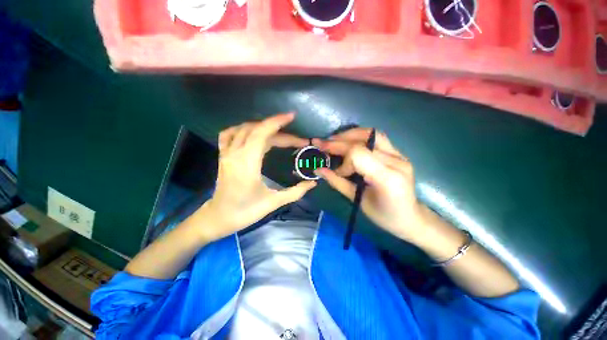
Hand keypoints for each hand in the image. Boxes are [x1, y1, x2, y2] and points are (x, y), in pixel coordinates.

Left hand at [198, 113, 316, 241]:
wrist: (218, 218)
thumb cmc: (245, 211)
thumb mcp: (273, 202)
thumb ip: (295, 191)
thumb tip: (313, 183)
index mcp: (247, 163)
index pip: (262, 134)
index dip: (277, 122)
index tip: (292, 117)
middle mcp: (235, 153)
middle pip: (258, 131)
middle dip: (280, 131)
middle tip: (297, 141)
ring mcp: (226, 153)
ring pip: (244, 129)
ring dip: (264, 127)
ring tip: (281, 134)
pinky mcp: (223, 155)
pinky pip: (229, 134)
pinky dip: (242, 128)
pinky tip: (252, 131)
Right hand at [313, 128, 423, 241]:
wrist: (411, 218)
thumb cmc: (384, 216)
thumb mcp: (358, 201)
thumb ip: (338, 183)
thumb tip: (318, 170)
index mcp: (387, 178)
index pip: (359, 155)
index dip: (343, 162)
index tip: (337, 172)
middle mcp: (396, 161)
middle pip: (362, 142)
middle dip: (338, 142)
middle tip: (321, 144)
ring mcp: (400, 155)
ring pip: (371, 133)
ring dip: (349, 135)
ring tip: (333, 140)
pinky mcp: (398, 153)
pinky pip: (376, 137)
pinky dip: (359, 137)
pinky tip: (348, 141)